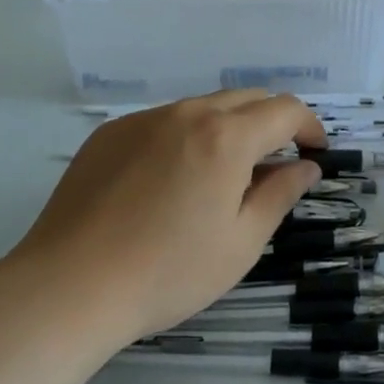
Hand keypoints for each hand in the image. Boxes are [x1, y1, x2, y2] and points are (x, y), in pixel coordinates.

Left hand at [8, 91, 325, 345]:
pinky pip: (163, 121)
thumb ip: (280, 194)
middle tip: (275, 162)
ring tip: (222, 174)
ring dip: (228, 127)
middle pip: (246, 98)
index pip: (285, 110)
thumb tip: (306, 166)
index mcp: (226, 137)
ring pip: (203, 107)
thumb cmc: (168, 272)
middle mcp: (187, 113)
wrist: (69, 285)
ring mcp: (144, 119)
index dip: (308, 125)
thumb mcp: (240, 242)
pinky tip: (169, 181)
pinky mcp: (110, 133)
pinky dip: (185, 136)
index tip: (314, 151)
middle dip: (272, 121)